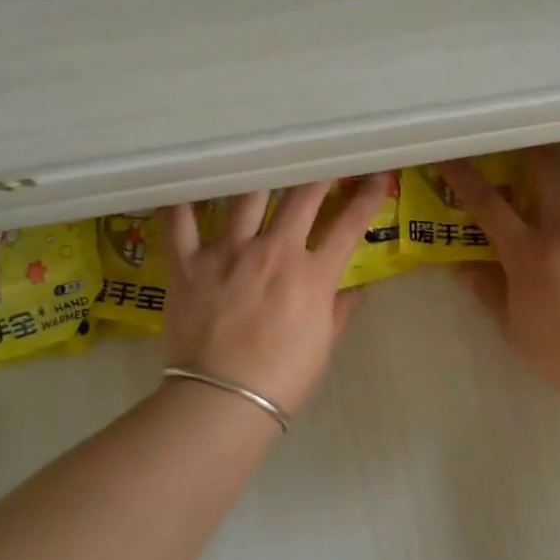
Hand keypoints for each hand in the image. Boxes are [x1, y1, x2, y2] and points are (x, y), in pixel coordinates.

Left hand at [162, 176, 390, 413]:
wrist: (223, 397)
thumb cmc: (282, 378)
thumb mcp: (322, 346)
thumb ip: (339, 312)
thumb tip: (356, 291)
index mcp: (312, 274)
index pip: (348, 226)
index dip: (368, 198)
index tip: (379, 177)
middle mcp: (273, 251)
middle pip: (301, 199)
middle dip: (318, 175)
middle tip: (323, 161)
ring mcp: (228, 252)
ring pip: (246, 198)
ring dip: (259, 180)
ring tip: (261, 164)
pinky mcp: (188, 263)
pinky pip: (180, 224)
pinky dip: (181, 206)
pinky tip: (183, 189)